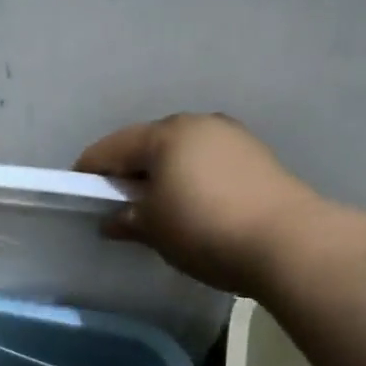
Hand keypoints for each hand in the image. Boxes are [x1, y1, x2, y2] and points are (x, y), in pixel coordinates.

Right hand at [75, 114, 322, 294]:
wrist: (287, 242)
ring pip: (180, 153)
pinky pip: (207, 164)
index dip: (89, 171)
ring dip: (162, 176)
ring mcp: (231, 137)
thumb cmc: (205, 229)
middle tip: (117, 205)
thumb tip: (112, 220)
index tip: (77, 194)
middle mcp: (198, 124)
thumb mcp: (154, 229)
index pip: (111, 147)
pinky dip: (190, 181)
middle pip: (147, 145)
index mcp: (165, 134)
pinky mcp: (256, 158)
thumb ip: (126, 220)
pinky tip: (191, 208)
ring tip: (155, 210)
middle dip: (128, 172)